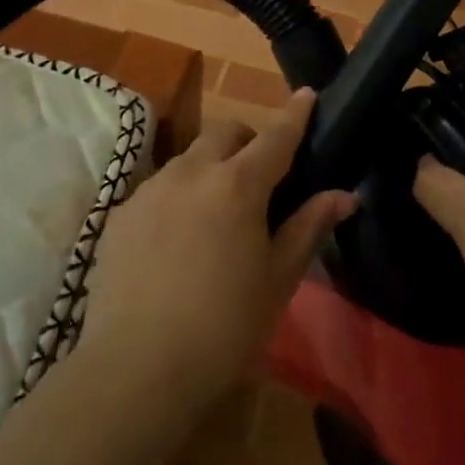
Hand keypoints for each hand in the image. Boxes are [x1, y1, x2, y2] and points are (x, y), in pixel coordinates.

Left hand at [83, 88, 358, 406]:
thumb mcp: (278, 278)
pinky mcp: (120, 217)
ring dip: (210, 169)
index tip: (307, 94)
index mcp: (238, 185)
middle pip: (225, 133)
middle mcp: (191, 174)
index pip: (275, 137)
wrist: (138, 370)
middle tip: (261, 178)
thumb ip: (309, 226)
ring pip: (188, 159)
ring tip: (217, 215)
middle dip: (247, 141)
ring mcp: (149, 192)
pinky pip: (158, 189)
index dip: (295, 115)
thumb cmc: (226, 326)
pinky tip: (177, 242)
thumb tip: (344, 195)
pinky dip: (178, 197)